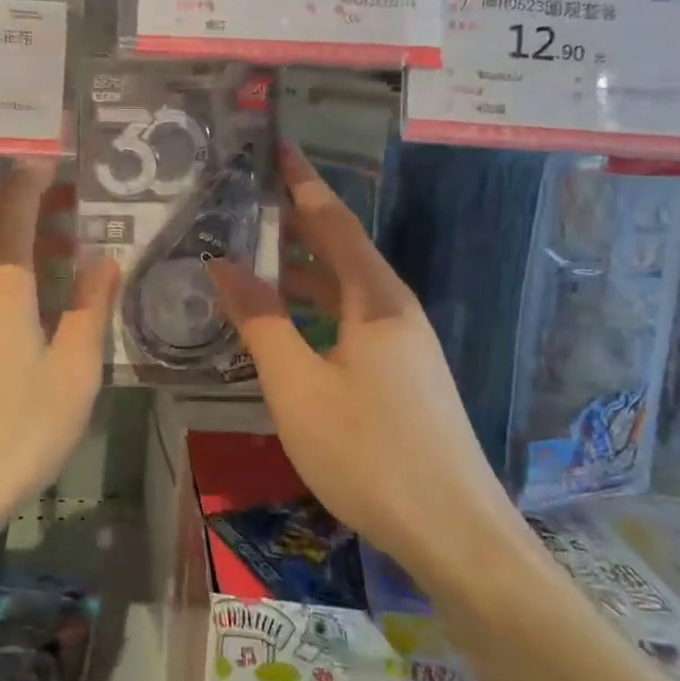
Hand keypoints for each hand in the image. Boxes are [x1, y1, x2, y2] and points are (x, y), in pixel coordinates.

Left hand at [0, 161, 119, 557]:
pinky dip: (2, 267)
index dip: (34, 170)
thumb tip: (105, 258)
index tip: (61, 150)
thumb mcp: (75, 372)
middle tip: (74, 204)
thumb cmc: (16, 431)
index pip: (13, 201)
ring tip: (63, 250)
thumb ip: (91, 308)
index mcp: (3, 281)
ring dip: (15, 234)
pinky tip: (31, 301)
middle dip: (28, 199)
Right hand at [209, 143, 511, 561]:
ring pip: (345, 288)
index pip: (333, 220)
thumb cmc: (369, 453)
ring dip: (301, 270)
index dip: (302, 181)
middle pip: (342, 249)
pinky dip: (314, 308)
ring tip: (252, 258)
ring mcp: (404, 344)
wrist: (455, 535)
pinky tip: (286, 326)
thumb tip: (224, 263)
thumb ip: (260, 320)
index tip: (277, 146)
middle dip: (296, 221)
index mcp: (376, 299)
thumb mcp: (298, 386)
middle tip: (246, 201)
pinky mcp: (404, 375)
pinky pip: (351, 320)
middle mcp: (395, 309)